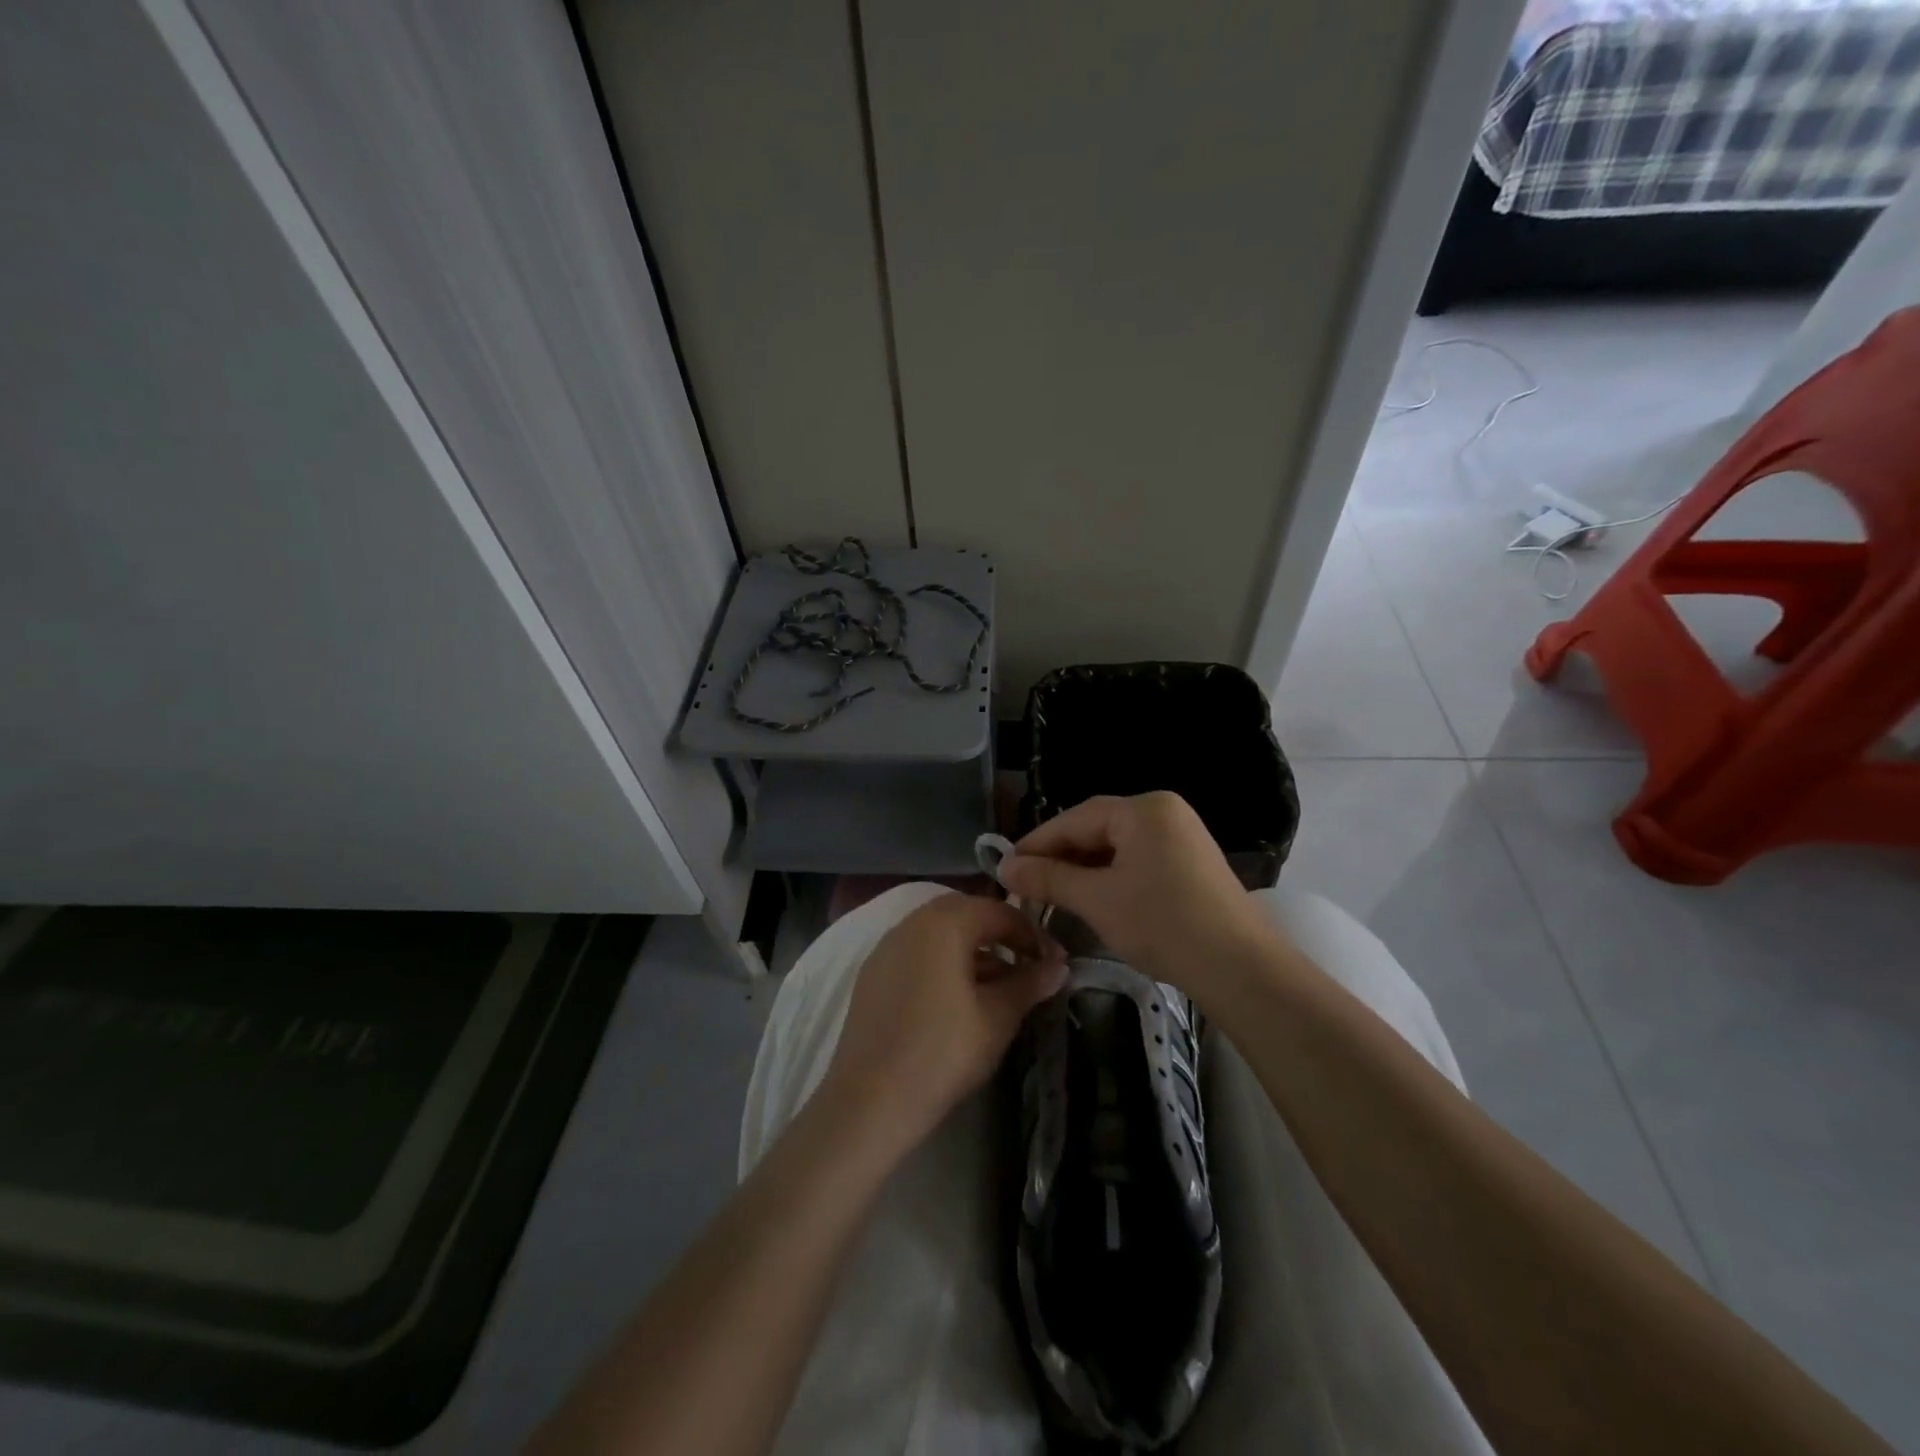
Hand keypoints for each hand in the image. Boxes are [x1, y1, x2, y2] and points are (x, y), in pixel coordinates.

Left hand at [821, 893, 1067, 1157]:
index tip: (1054, 963)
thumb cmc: (942, 1052)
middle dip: (1000, 935)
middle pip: (966, 914)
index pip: (998, 911)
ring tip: (998, 986)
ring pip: (939, 934)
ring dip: (972, 950)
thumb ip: (1029, 984)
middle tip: (1026, 966)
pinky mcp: (872, 974)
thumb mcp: (997, 1018)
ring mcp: (886, 947)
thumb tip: (1059, 966)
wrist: (869, 1100)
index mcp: (943, 923)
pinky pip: (917, 952)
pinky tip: (959, 998)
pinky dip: (943, 962)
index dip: (1032, 935)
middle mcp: (911, 922)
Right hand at [1000, 792, 1276, 994]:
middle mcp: (1164, 812)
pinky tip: (1092, 897)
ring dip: (1083, 868)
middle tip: (1025, 883)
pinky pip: (1138, 859)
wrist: (1240, 967)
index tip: (1005, 867)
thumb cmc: (1162, 923)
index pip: (1075, 818)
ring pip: (1117, 846)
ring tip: (1052, 893)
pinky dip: (1110, 876)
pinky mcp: (1191, 863)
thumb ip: (1049, 878)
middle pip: (1097, 828)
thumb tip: (1005, 867)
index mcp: (1143, 809)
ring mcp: (1182, 836)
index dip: (1037, 843)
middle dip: (1060, 856)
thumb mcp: (1097, 899)